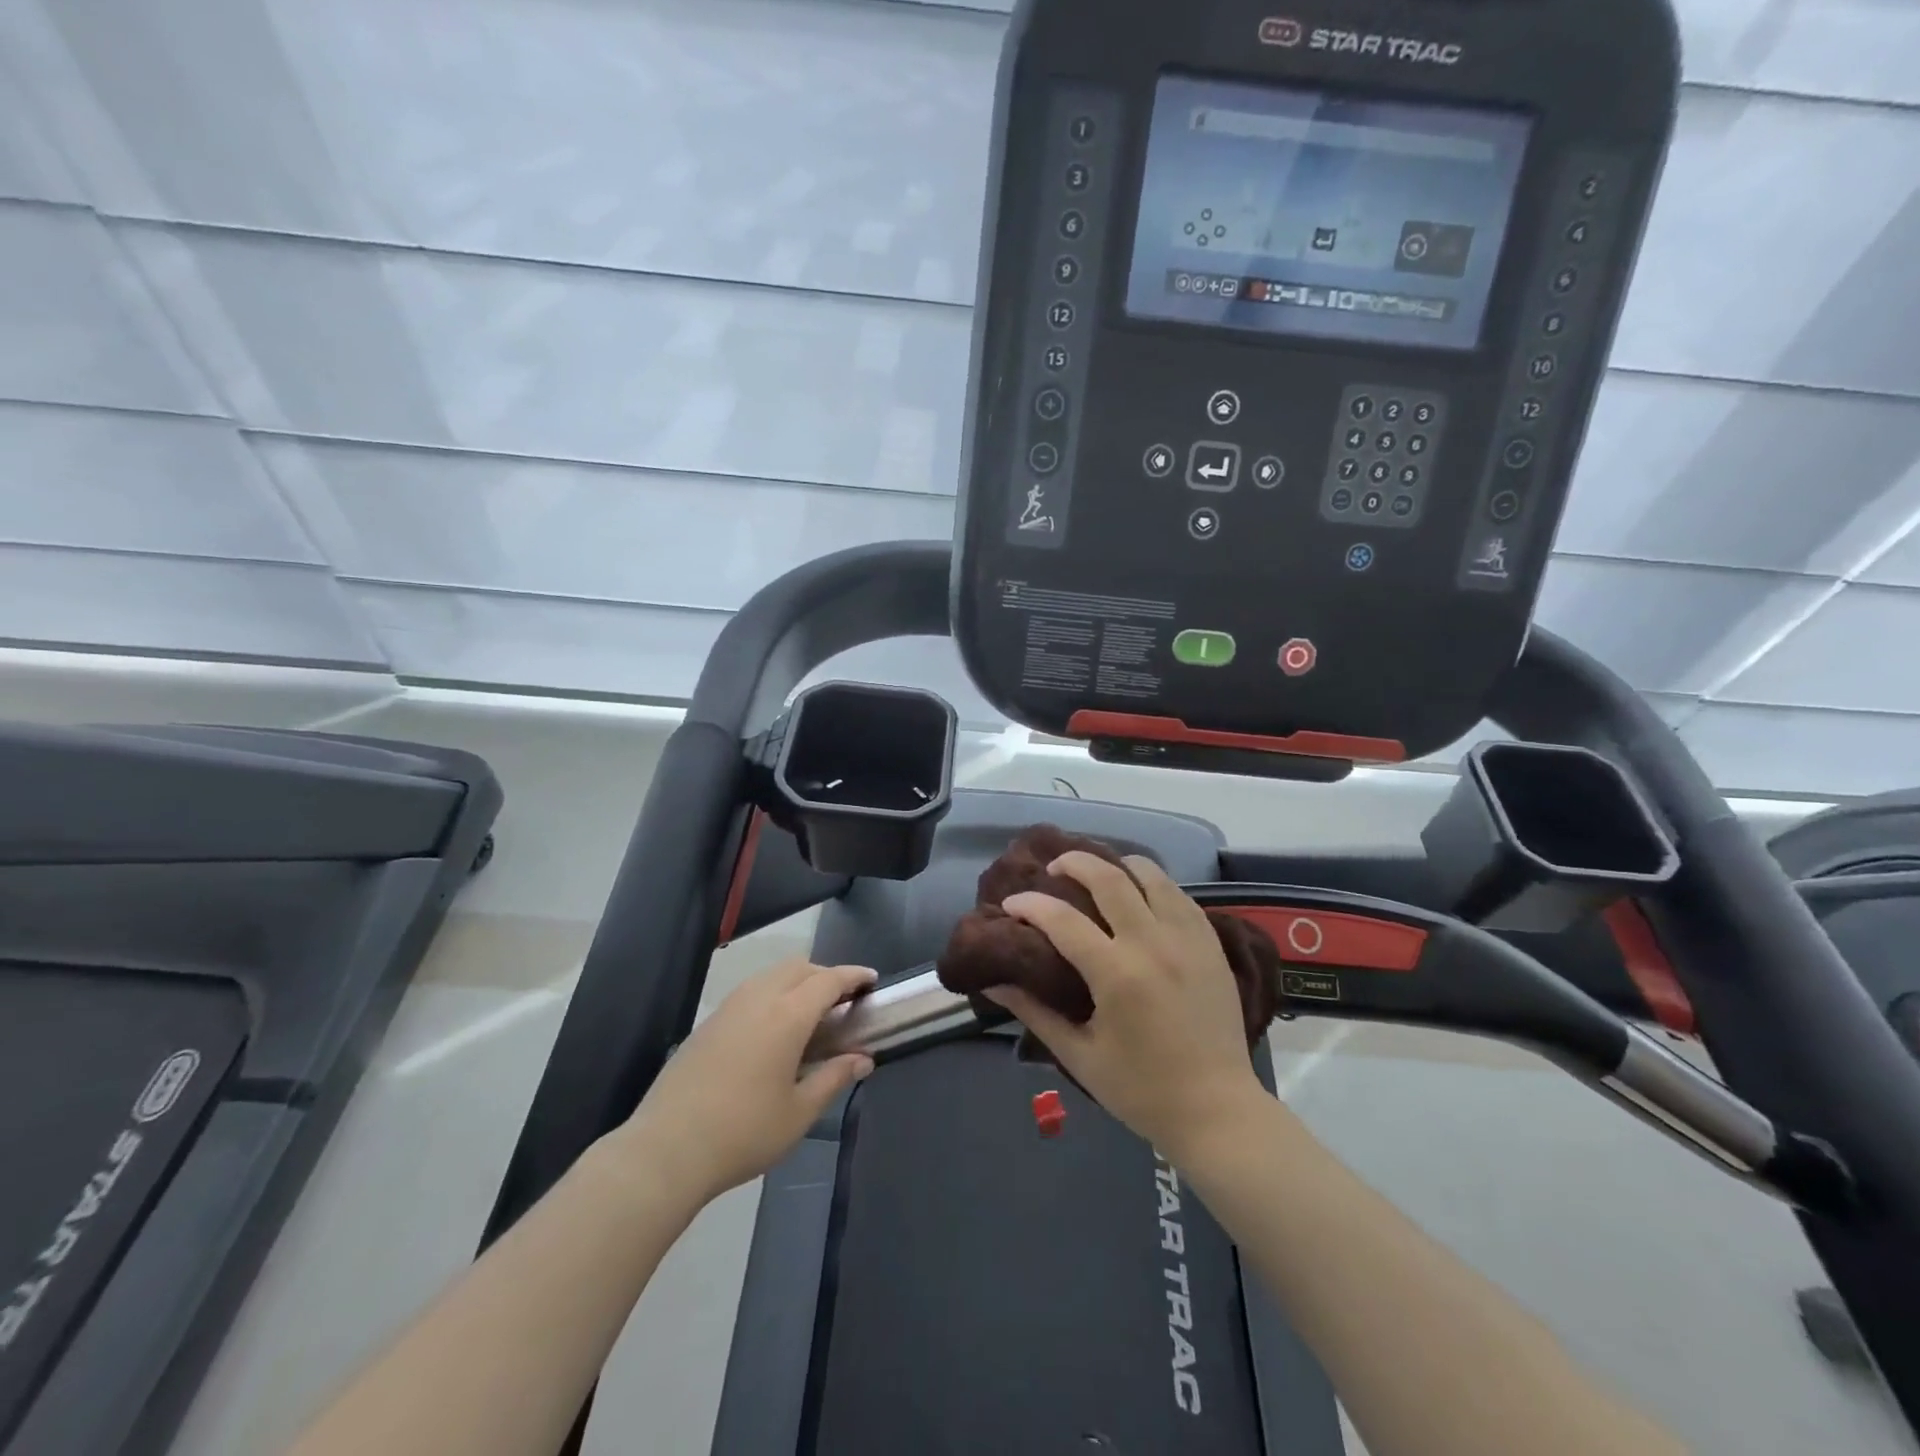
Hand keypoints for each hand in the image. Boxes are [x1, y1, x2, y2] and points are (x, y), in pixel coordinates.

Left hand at [609, 960, 876, 1204]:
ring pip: (772, 975)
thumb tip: (863, 1059)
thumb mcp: (799, 1113)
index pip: (829, 979)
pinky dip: (773, 994)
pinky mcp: (708, 1022)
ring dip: (797, 982)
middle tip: (843, 1002)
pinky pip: (751, 991)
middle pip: (799, 967)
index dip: (853, 976)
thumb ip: (834, 1078)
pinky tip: (774, 1030)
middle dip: (826, 975)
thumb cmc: (743, 1133)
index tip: (872, 981)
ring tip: (810, 1015)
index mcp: (787, 1015)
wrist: (666, 1150)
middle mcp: (758, 998)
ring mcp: (729, 1007)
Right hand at [987, 852, 1265, 1159]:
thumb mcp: (1079, 1056)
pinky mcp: (1211, 944)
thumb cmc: (1142, 1090)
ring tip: (1097, 873)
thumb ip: (1034, 1013)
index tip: (1010, 904)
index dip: (1029, 905)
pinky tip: (1139, 895)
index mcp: (1117, 975)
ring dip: (1117, 865)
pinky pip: (1179, 895)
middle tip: (1053, 869)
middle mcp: (1153, 944)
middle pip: (1109, 878)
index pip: (1062, 920)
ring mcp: (1188, 939)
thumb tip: (995, 982)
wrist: (1218, 1111)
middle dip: (1074, 863)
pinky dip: (1152, 884)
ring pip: (1150, 875)